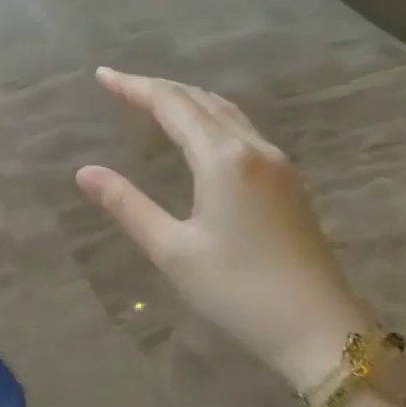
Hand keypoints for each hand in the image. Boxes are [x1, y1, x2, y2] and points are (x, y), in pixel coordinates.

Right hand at [76, 67, 371, 393]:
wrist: (320, 331)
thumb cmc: (238, 291)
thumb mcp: (172, 250)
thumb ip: (127, 205)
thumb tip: (84, 172)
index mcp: (223, 159)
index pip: (172, 105)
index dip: (134, 87)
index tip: (102, 75)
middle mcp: (253, 149)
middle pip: (201, 100)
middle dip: (158, 88)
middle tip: (119, 85)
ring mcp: (276, 164)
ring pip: (225, 112)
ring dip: (186, 99)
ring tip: (153, 100)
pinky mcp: (287, 182)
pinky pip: (241, 129)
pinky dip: (209, 116)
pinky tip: (198, 132)